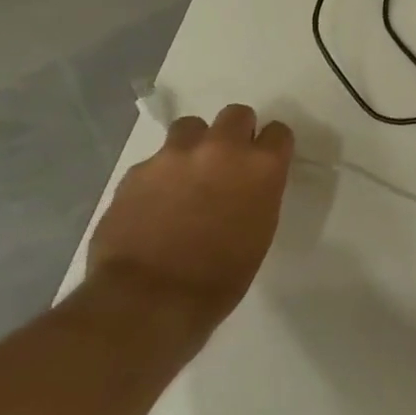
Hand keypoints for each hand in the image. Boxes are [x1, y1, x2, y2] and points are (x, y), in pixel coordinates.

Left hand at [88, 104, 294, 331]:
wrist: (149, 300)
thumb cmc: (221, 277)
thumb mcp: (260, 231)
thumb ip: (257, 193)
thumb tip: (247, 184)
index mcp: (261, 166)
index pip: (278, 132)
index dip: (272, 146)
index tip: (266, 162)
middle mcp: (221, 149)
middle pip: (236, 114)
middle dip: (236, 132)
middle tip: (228, 162)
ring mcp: (174, 156)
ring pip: (191, 127)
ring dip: (195, 144)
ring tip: (188, 175)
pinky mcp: (136, 171)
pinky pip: (156, 160)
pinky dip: (161, 175)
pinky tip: (155, 203)